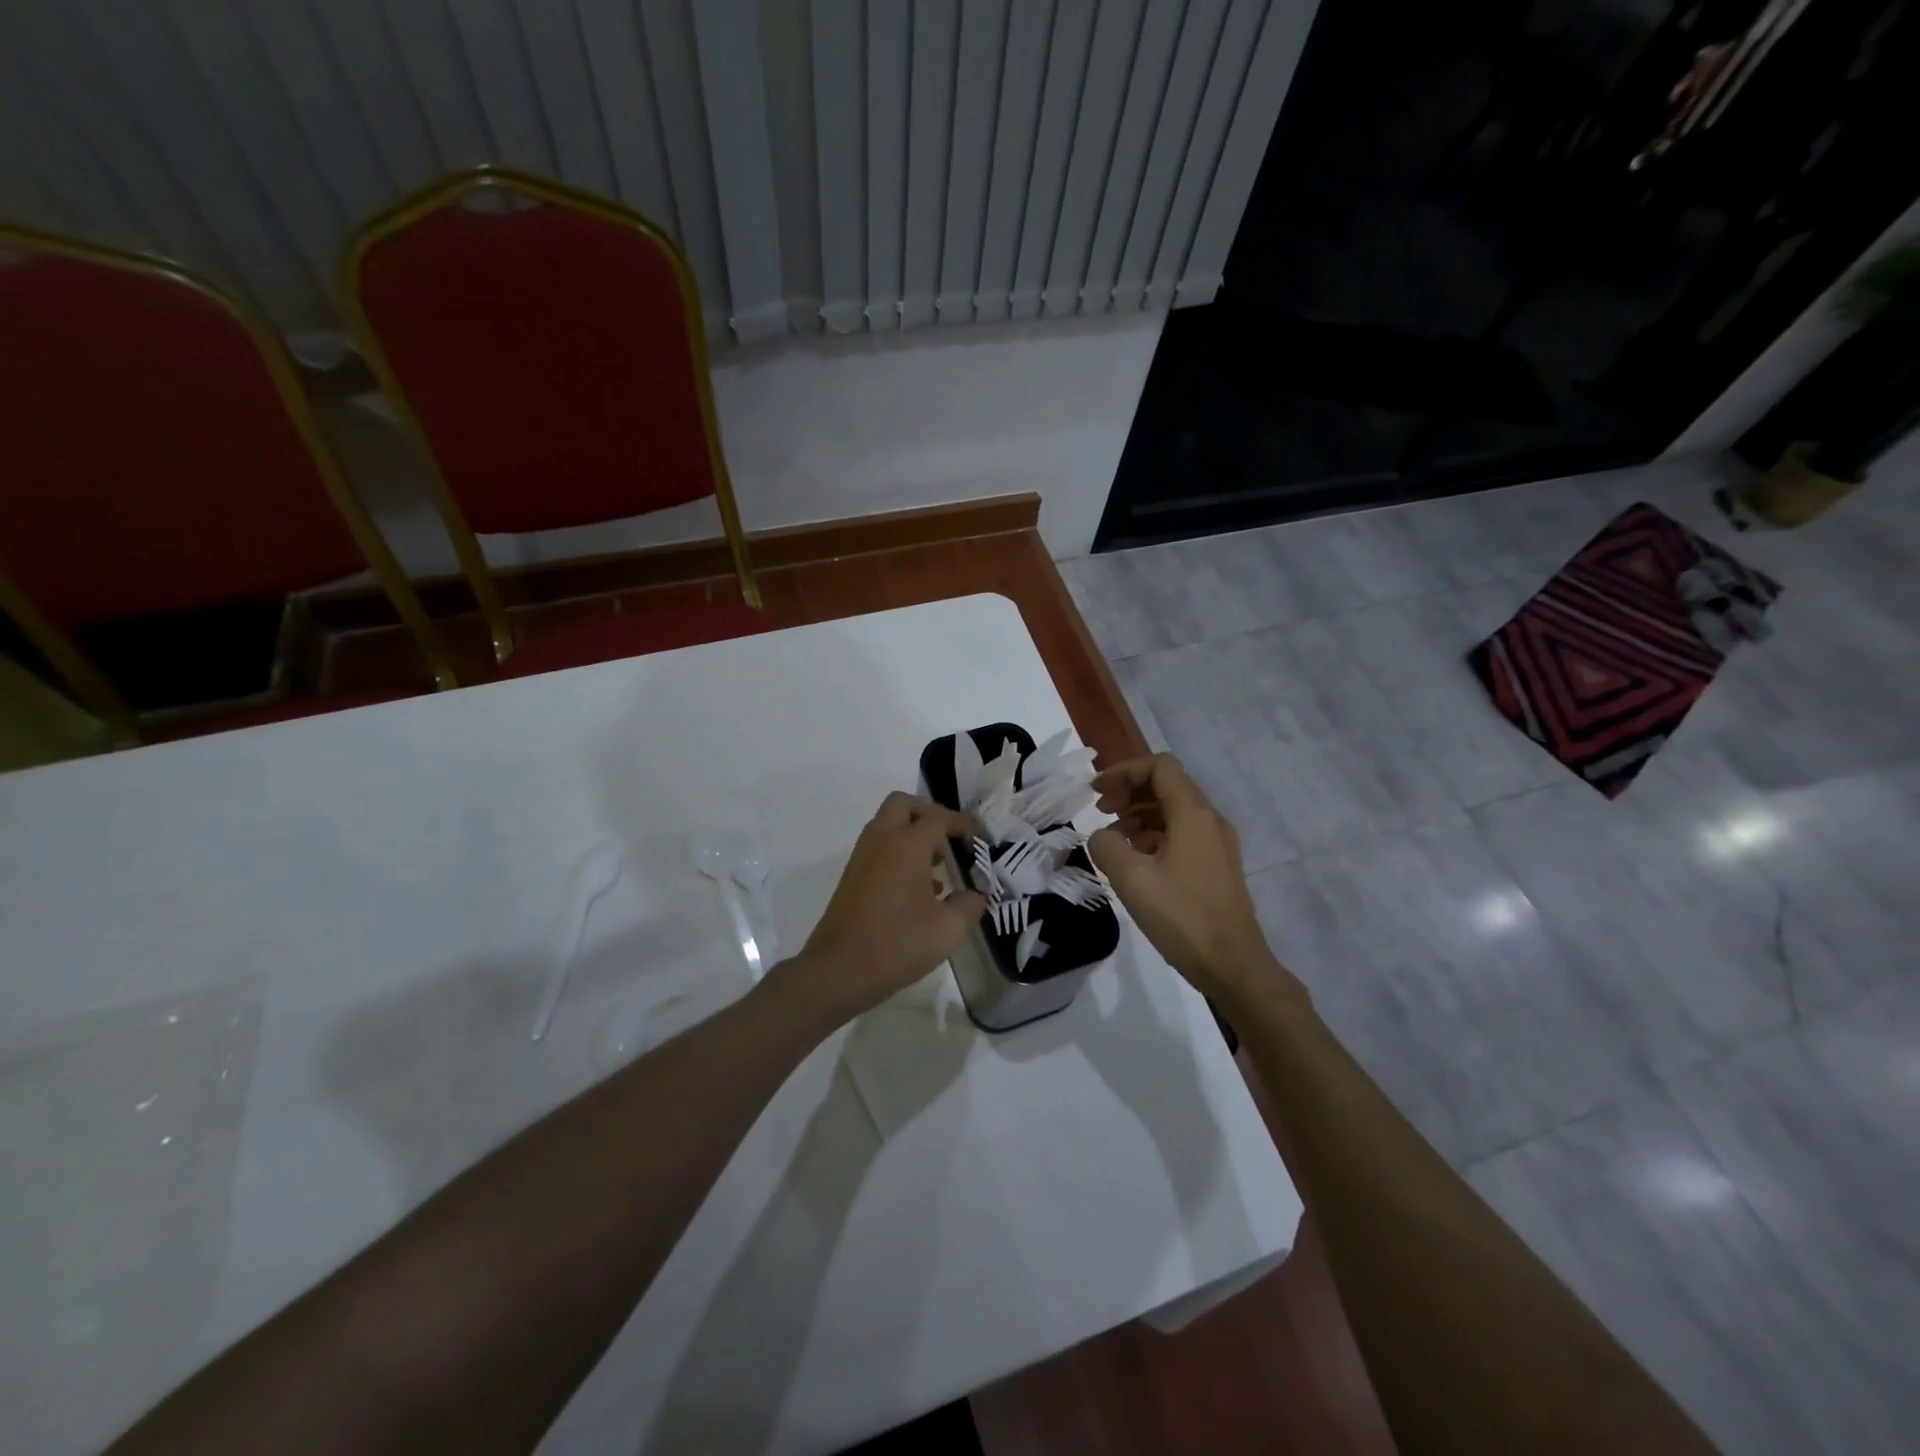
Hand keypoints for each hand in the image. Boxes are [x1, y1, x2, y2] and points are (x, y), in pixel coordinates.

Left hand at [782, 792, 984, 1023]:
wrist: (838, 971)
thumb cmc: (897, 945)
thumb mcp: (949, 929)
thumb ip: (971, 905)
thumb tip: (975, 894)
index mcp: (906, 845)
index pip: (939, 817)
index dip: (962, 824)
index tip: (978, 841)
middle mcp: (881, 841)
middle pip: (904, 805)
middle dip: (930, 814)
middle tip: (950, 838)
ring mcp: (862, 858)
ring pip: (888, 825)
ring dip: (913, 834)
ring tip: (939, 866)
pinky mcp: (852, 877)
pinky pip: (879, 848)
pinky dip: (899, 853)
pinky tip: (919, 890)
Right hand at [1087, 754, 1295, 1006]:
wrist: (1234, 966)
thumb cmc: (1182, 917)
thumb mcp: (1131, 879)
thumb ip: (1107, 846)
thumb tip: (1102, 836)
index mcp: (1193, 814)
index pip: (1159, 767)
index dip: (1124, 771)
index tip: (1096, 791)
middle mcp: (1210, 820)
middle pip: (1167, 785)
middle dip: (1129, 791)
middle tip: (1100, 810)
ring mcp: (1217, 844)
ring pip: (1174, 811)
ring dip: (1140, 814)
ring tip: (1112, 838)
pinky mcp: (1216, 867)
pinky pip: (1182, 834)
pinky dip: (1154, 835)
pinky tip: (1135, 860)